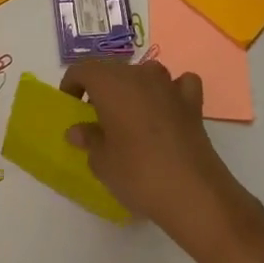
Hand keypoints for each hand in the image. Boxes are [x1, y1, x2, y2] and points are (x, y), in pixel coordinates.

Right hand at [61, 60, 263, 262]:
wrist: (193, 192)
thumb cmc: (137, 173)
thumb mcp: (102, 162)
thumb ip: (88, 139)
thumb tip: (78, 130)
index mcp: (111, 83)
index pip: (83, 69)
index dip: (72, 84)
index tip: (70, 105)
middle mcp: (139, 75)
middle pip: (113, 70)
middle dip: (101, 88)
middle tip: (95, 118)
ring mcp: (169, 86)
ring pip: (145, 73)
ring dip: (134, 87)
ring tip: (129, 115)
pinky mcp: (193, 103)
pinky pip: (179, 85)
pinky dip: (171, 92)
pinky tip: (168, 109)